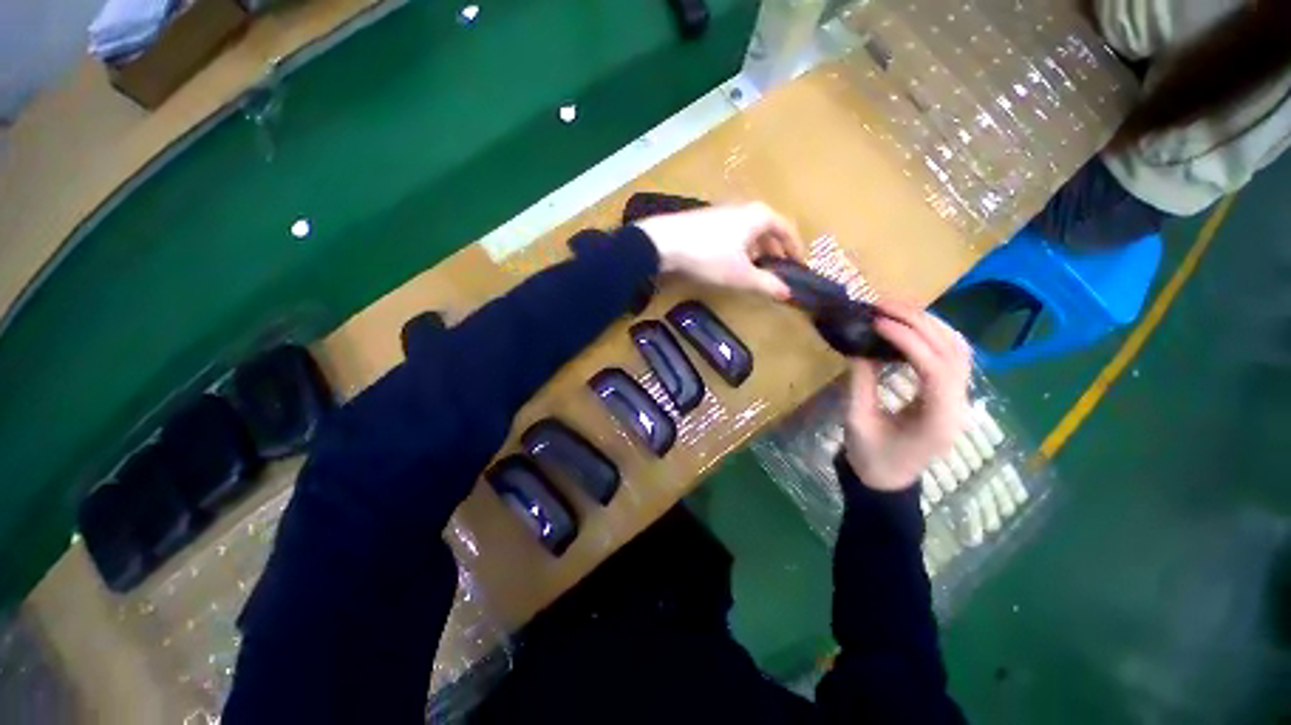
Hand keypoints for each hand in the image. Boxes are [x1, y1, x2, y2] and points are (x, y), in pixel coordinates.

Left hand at [634, 202, 804, 299]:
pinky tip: (731, 263)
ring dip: (756, 251)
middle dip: (775, 251)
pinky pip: (733, 234)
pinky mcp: (707, 220)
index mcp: (760, 216)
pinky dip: (740, 248)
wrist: (664, 242)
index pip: (787, 230)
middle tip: (778, 271)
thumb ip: (766, 283)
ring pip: (749, 232)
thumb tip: (788, 293)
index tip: (800, 267)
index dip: (796, 249)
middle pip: (768, 230)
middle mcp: (744, 208)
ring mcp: (723, 212)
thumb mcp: (741, 274)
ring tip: (755, 271)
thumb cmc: (709, 256)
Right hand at [843, 301, 971, 491]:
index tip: (878, 322)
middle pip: (953, 353)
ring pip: (959, 350)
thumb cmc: (870, 457)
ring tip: (896, 309)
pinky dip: (934, 335)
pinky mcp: (951, 395)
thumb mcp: (857, 420)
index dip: (909, 340)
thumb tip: (860, 346)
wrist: (887, 480)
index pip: (935, 369)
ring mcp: (960, 399)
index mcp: (938, 420)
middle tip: (884, 305)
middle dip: (920, 323)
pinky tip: (911, 326)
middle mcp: (959, 406)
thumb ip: (861, 381)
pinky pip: (952, 356)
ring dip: (930, 323)